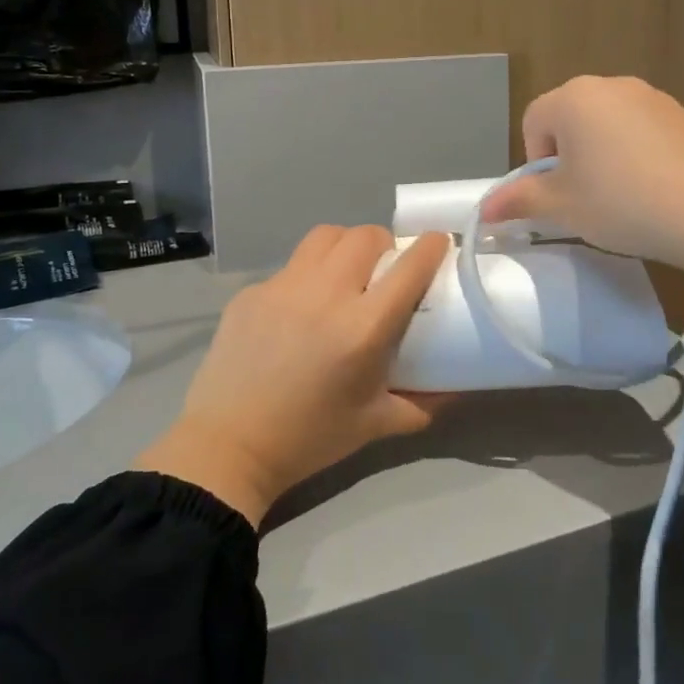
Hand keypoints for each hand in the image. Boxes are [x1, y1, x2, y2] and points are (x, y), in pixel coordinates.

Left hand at [135, 226, 451, 527]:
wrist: (227, 447)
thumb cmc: (309, 439)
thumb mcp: (375, 425)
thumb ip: (423, 404)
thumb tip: (456, 388)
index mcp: (363, 328)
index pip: (409, 266)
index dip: (430, 246)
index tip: (438, 243)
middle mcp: (326, 295)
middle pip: (366, 236)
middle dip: (385, 243)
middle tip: (385, 268)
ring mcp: (283, 288)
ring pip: (325, 237)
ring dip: (346, 245)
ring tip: (345, 272)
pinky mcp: (251, 292)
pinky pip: (290, 266)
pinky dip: (306, 275)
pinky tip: (300, 308)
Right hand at [479, 75, 683, 276]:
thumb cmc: (621, 204)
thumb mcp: (562, 207)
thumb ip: (519, 200)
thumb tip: (484, 209)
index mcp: (573, 98)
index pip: (533, 123)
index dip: (537, 162)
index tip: (559, 195)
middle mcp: (610, 84)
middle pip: (569, 119)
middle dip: (568, 156)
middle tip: (585, 197)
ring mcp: (650, 96)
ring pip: (605, 124)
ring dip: (600, 154)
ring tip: (619, 195)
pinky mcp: (680, 114)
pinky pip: (638, 129)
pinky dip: (633, 152)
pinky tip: (650, 187)